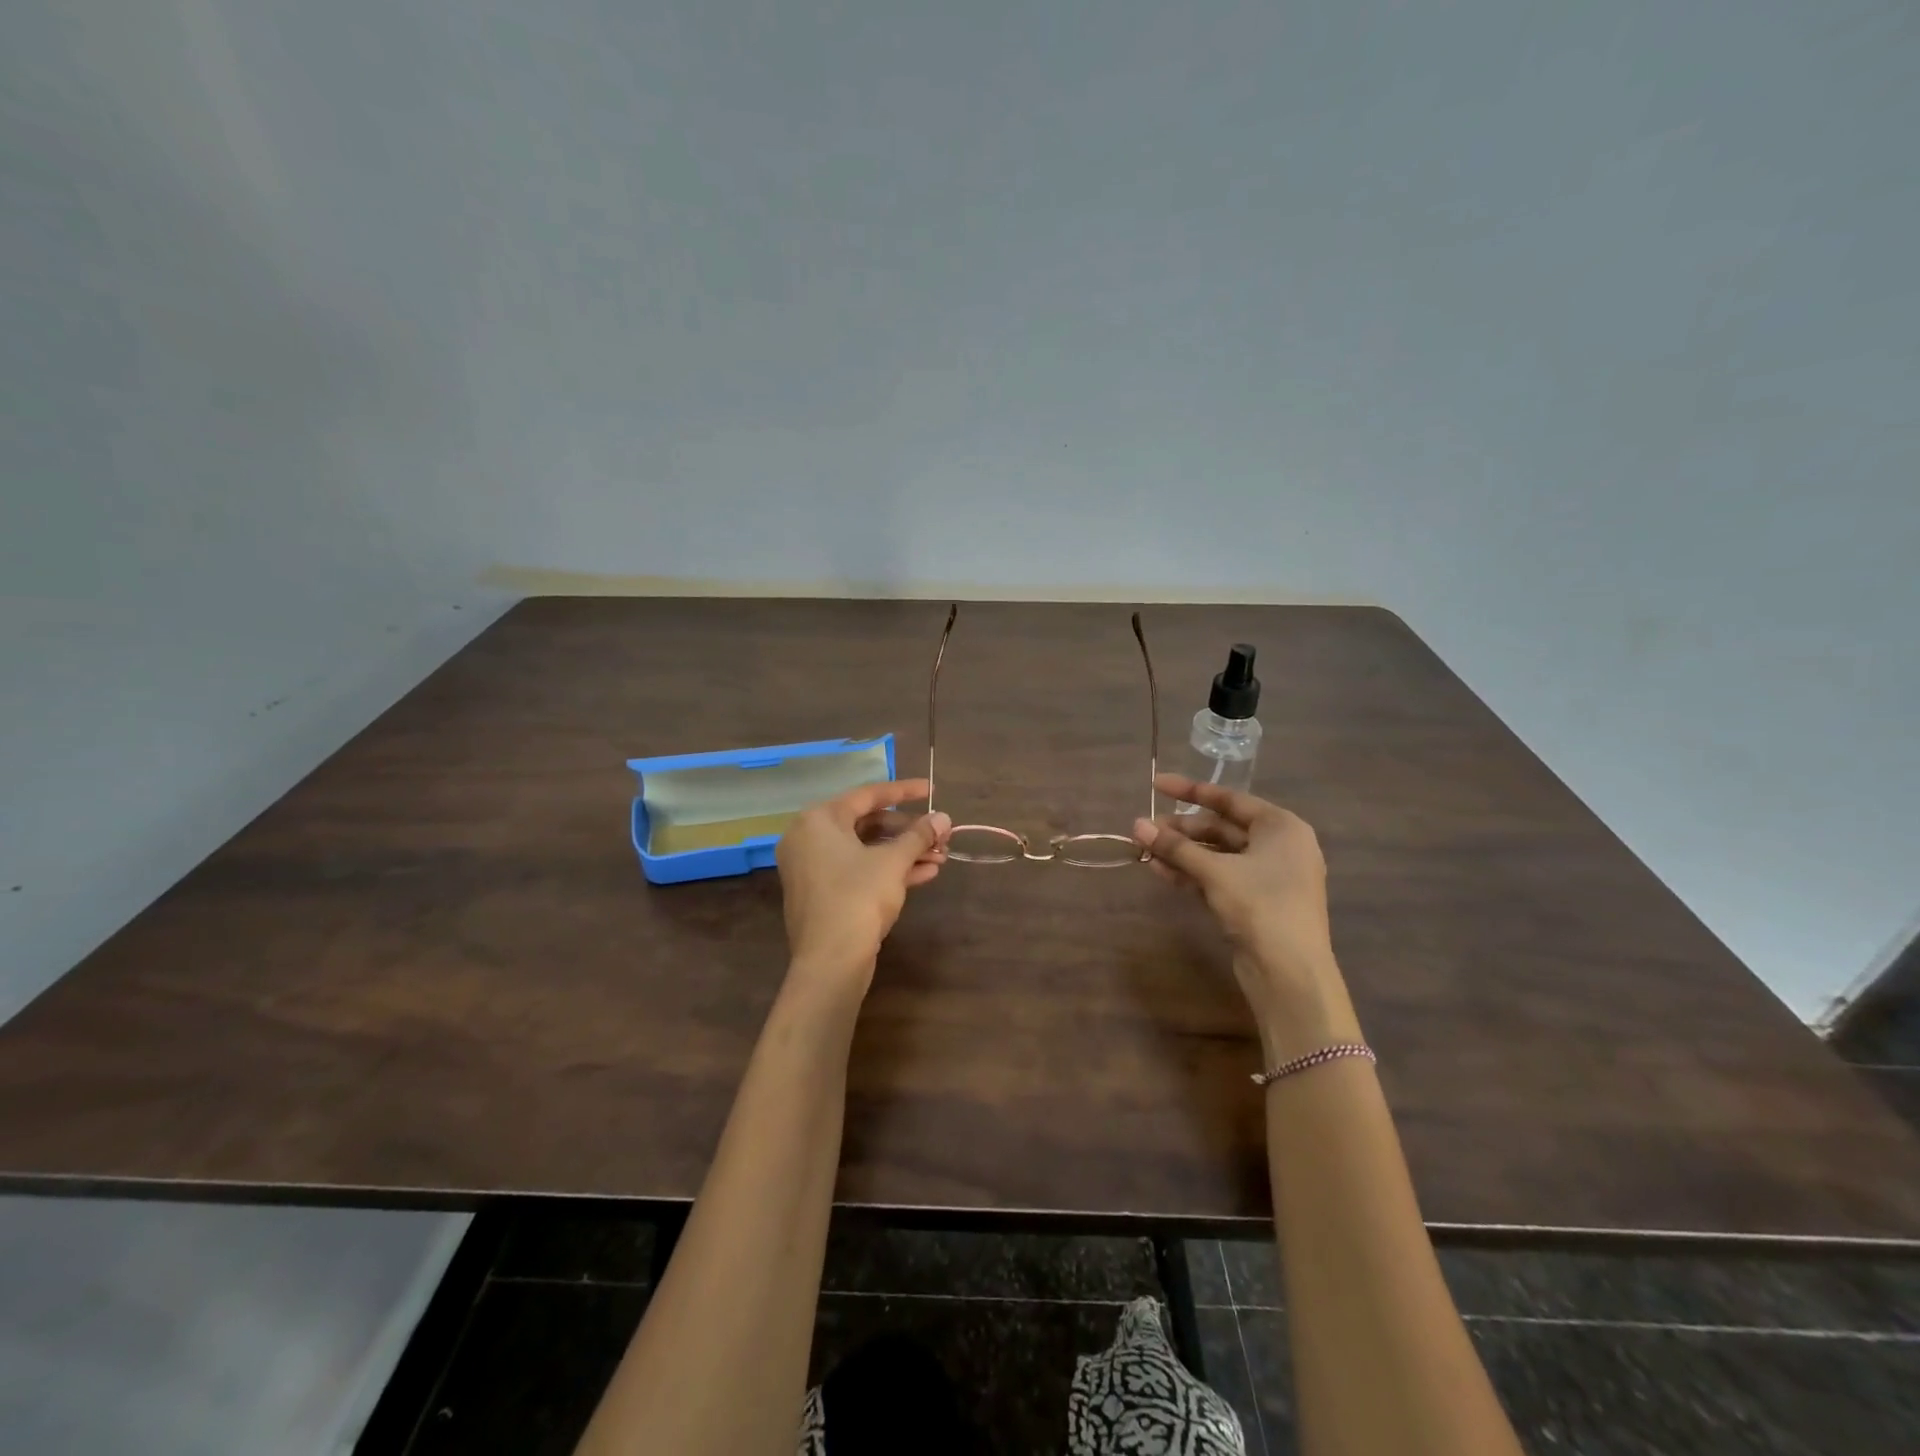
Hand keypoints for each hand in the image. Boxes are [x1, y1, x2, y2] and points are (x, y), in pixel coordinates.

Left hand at [776, 778, 951, 995]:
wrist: (830, 962)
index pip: (867, 795)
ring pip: (866, 850)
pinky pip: (858, 871)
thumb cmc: (858, 898)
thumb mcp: (893, 862)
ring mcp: (813, 869)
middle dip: (909, 831)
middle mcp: (809, 838)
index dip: (903, 791)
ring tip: (941, 857)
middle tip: (940, 835)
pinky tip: (925, 874)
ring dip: (904, 852)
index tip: (931, 790)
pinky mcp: (822, 894)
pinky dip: (888, 870)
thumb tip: (943, 818)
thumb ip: (919, 835)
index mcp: (818, 820)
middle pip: (867, 824)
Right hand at [1133, 774, 1361, 1063]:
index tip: (1156, 784)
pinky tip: (1159, 871)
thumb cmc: (1261, 906)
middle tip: (1144, 829)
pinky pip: (1218, 876)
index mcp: (1281, 827)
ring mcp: (1267, 876)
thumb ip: (1175, 847)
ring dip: (1181, 852)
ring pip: (1217, 854)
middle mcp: (1278, 846)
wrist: (1290, 973)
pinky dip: (1191, 872)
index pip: (1229, 799)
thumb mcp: (1214, 872)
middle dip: (1181, 829)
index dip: (1189, 791)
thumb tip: (1137, 824)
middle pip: (1221, 827)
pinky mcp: (1255, 902)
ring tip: (1144, 850)